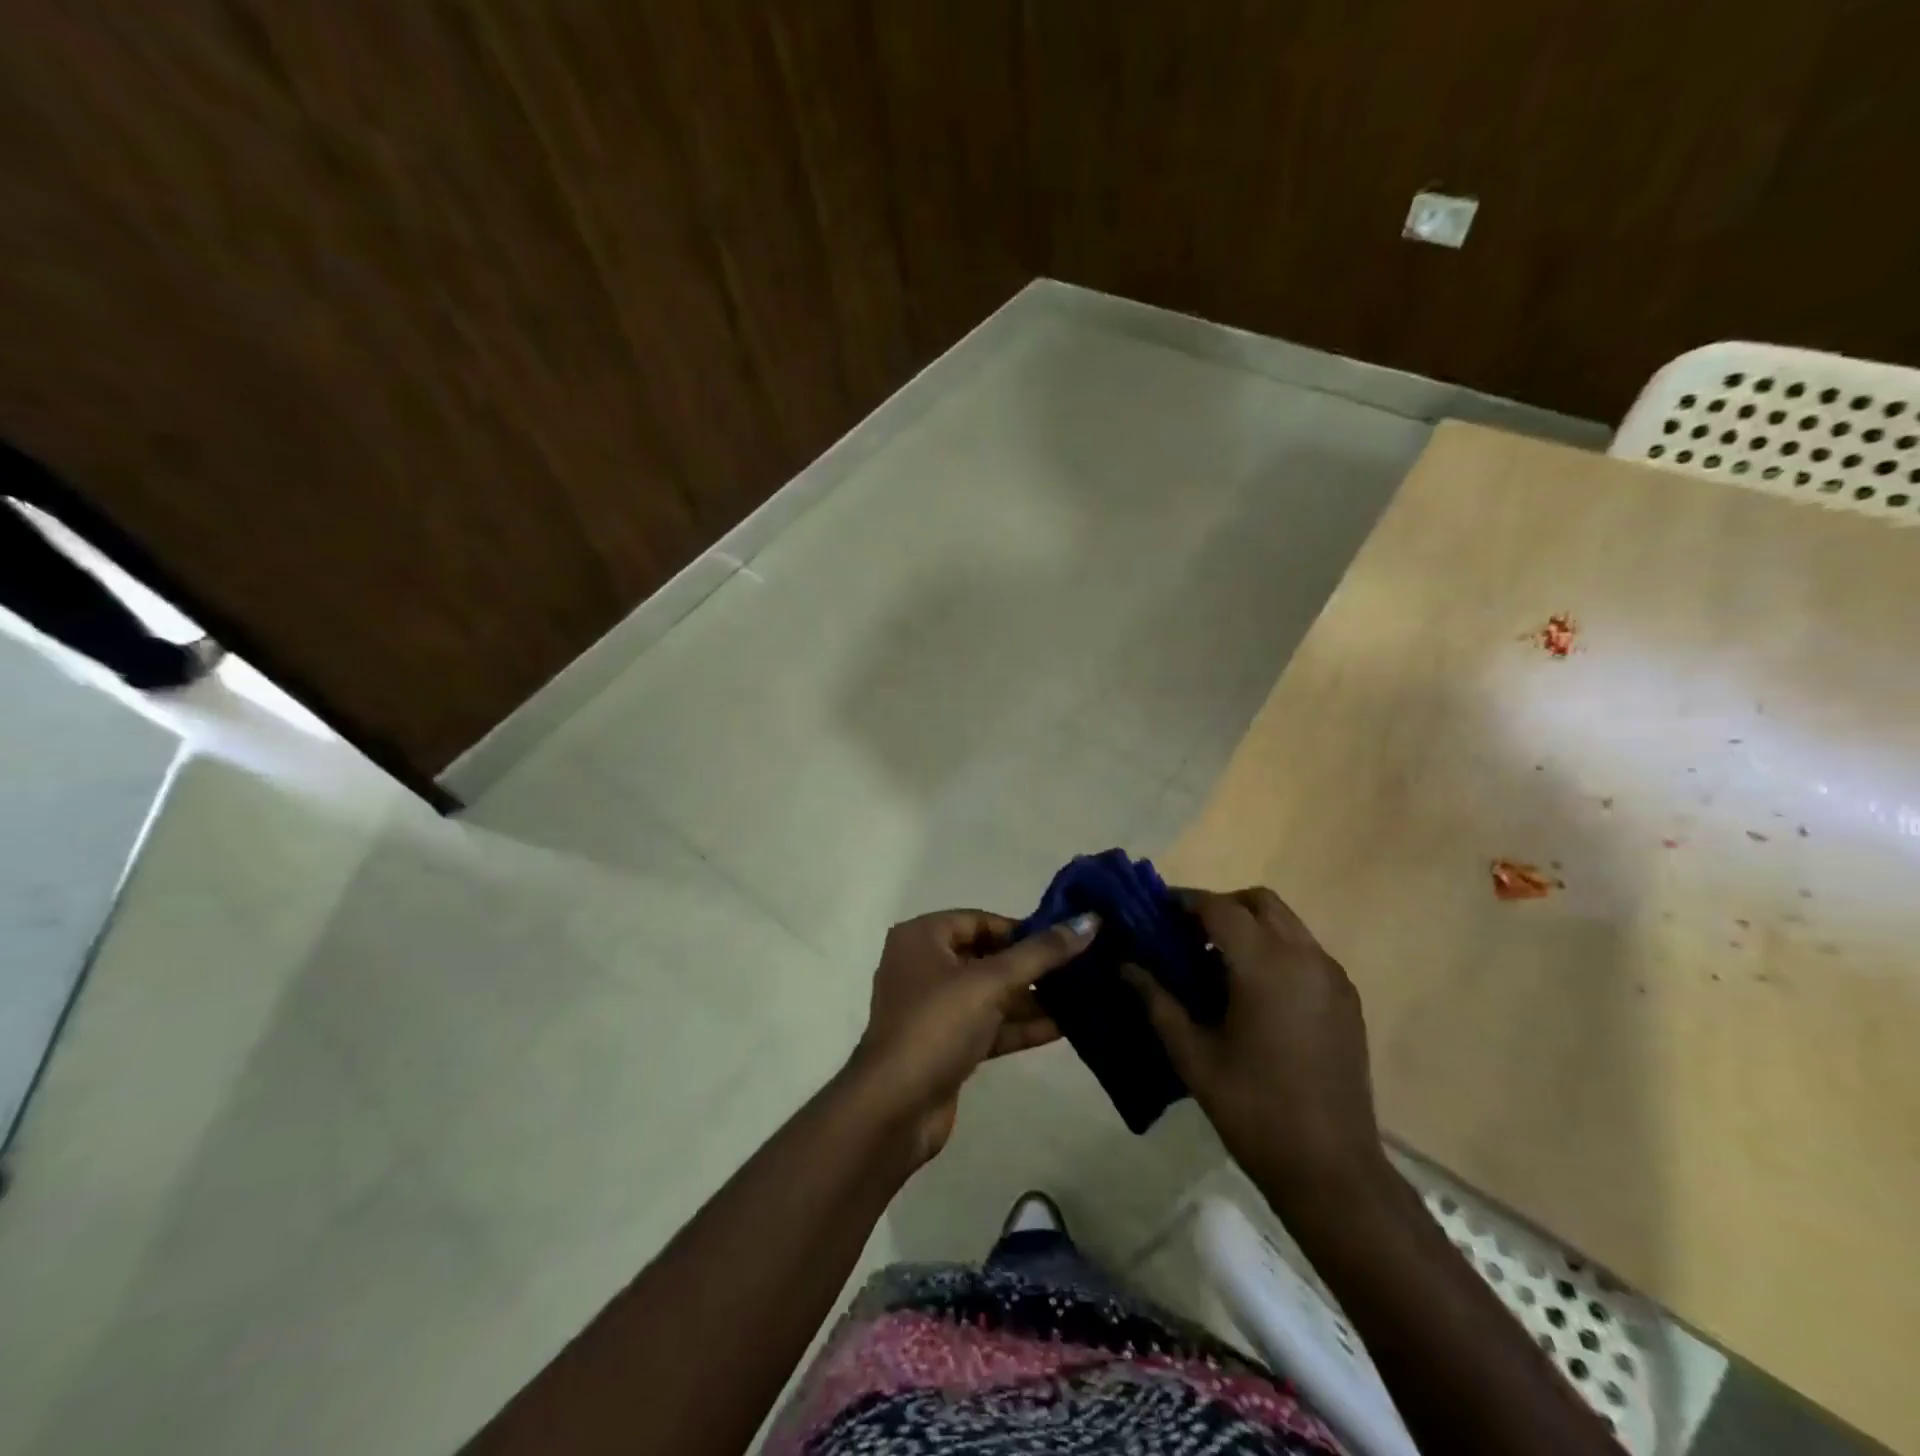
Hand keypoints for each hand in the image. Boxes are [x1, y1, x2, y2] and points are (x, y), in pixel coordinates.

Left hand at [847, 909, 1097, 1164]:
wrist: (894, 1108)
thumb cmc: (937, 1025)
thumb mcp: (991, 982)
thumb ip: (1041, 953)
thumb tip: (1089, 920)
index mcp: (922, 937)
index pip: (980, 920)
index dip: (1022, 929)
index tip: (1065, 940)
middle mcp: (923, 966)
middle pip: (986, 956)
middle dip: (1031, 964)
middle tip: (1080, 967)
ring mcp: (933, 1009)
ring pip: (990, 994)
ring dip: (1031, 997)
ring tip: (1082, 995)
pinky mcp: (945, 1045)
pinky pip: (988, 1025)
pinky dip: (1020, 1025)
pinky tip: (1064, 1026)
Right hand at [1126, 887, 1383, 1206]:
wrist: (1331, 1168)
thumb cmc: (1252, 1108)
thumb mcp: (1192, 1054)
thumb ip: (1157, 1000)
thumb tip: (1125, 965)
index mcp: (1264, 966)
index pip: (1218, 907)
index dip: (1184, 901)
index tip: (1156, 910)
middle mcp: (1304, 957)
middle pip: (1259, 901)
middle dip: (1221, 906)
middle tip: (1188, 934)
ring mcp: (1332, 977)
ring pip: (1287, 922)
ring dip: (1250, 926)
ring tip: (1217, 961)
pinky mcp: (1347, 999)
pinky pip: (1306, 951)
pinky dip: (1276, 949)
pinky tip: (1254, 990)